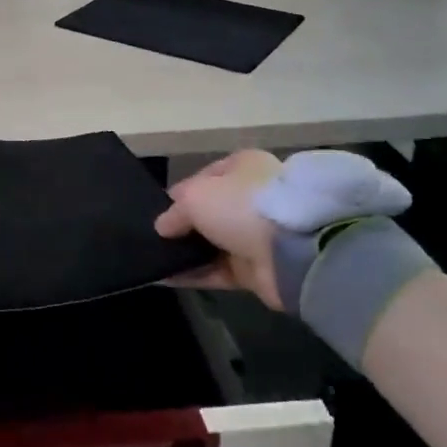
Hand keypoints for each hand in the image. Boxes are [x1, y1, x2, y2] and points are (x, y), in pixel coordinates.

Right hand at [153, 151, 284, 308]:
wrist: (292, 252)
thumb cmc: (240, 206)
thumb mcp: (196, 197)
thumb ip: (175, 212)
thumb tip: (162, 227)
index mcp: (243, 168)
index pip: (205, 177)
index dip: (180, 193)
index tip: (159, 211)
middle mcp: (251, 199)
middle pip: (209, 212)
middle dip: (183, 226)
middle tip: (155, 238)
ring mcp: (255, 235)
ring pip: (212, 243)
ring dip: (186, 252)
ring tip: (155, 259)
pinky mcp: (256, 269)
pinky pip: (217, 270)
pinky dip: (194, 274)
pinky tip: (165, 278)